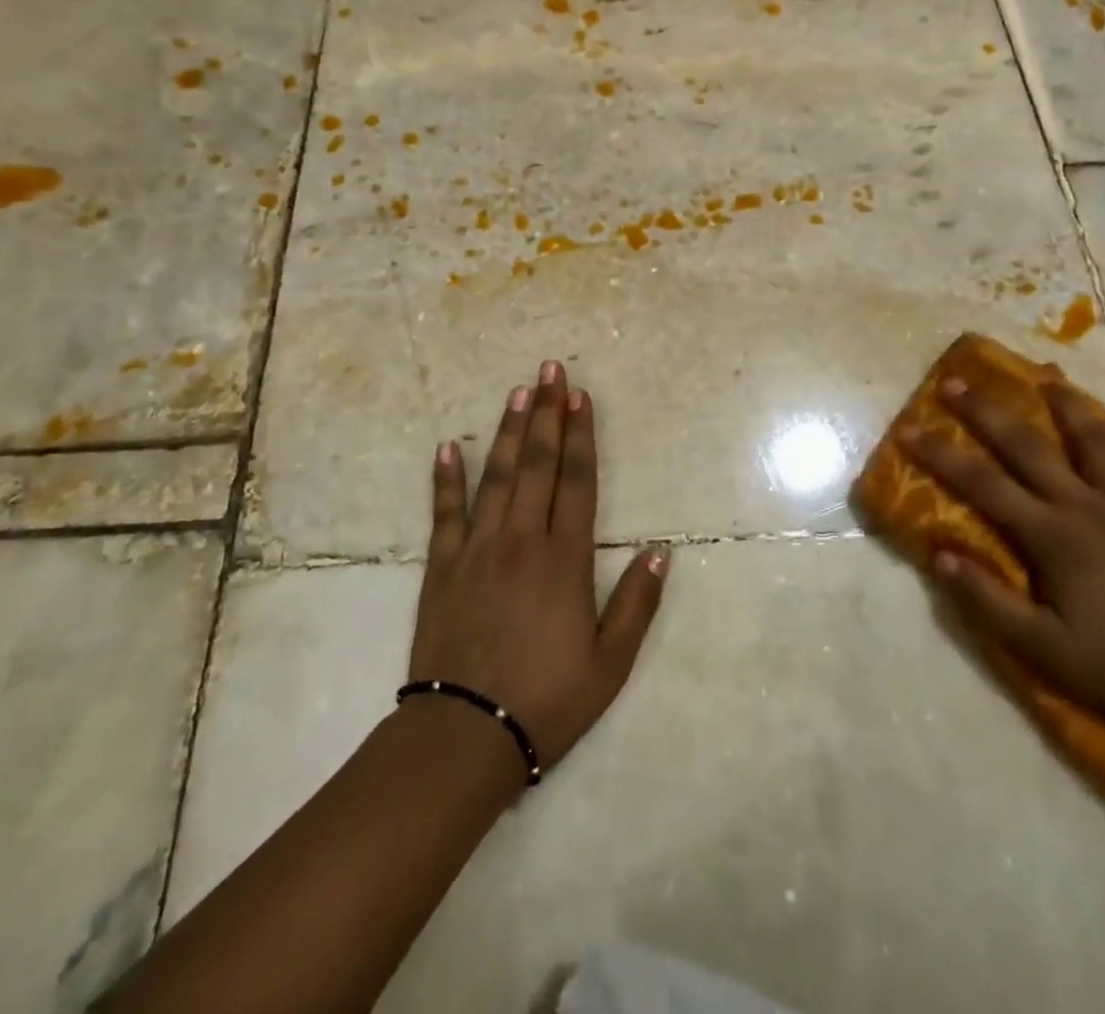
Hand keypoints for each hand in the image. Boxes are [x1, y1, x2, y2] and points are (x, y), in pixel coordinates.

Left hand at [408, 360, 668, 772]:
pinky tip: (448, 447)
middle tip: (549, 369)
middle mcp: (521, 540)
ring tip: (516, 391)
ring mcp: (477, 550)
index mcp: (564, 559)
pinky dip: (445, 479)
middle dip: (545, 413)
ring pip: (495, 476)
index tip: (579, 396)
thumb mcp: (611, 663)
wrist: (465, 736)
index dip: (580, 435)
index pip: (577, 481)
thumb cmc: (547, 700)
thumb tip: (662, 551)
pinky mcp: (442, 567)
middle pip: (536, 464)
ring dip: (506, 431)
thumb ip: (638, 603)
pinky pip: (444, 513)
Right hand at [903, 377, 1104, 742]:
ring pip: (1096, 441)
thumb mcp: (1041, 647)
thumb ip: (987, 600)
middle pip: (1028, 446)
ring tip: (1047, 379)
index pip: (982, 484)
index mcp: (1051, 535)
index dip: (941, 455)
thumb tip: (937, 554)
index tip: (909, 429)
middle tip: (956, 381)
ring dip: (1068, 406)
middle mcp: (1086, 506)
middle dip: (987, 411)